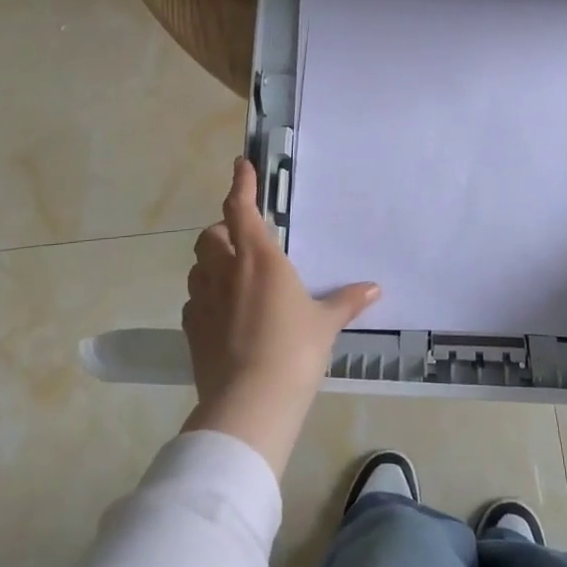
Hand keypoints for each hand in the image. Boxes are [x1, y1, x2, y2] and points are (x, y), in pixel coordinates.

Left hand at [181, 157, 381, 475]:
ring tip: (232, 274)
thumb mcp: (325, 324)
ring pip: (198, 267)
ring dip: (211, 262)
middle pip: (210, 235)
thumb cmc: (294, 350)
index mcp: (259, 259)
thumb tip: (375, 289)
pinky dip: (205, 296)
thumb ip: (346, 301)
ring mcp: (203, 301)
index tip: (240, 165)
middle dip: (222, 229)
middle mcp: (225, 272)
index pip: (240, 209)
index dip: (240, 184)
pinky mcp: (191, 329)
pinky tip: (221, 312)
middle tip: (242, 238)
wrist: (250, 402)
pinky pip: (193, 301)